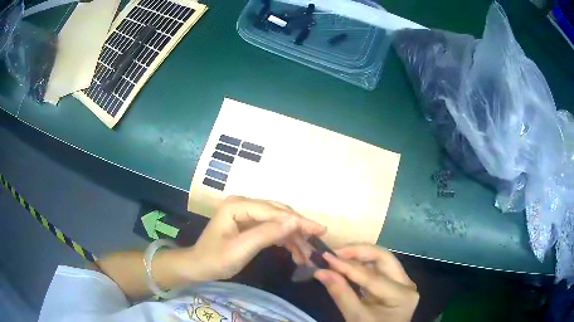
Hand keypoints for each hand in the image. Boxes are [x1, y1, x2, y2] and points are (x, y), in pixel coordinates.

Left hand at [180, 196, 324, 281]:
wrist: (199, 266)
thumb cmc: (215, 259)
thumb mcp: (241, 249)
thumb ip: (267, 234)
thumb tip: (294, 222)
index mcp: (238, 206)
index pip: (273, 211)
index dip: (297, 220)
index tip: (319, 230)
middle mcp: (243, 204)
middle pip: (278, 212)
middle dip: (299, 227)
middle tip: (317, 240)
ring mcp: (247, 213)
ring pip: (278, 220)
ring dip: (293, 235)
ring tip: (307, 253)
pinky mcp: (249, 223)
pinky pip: (272, 228)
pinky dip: (285, 238)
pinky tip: (295, 250)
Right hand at [314, 245, 418, 321]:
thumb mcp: (356, 318)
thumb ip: (341, 294)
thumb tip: (321, 271)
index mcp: (402, 295)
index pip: (371, 276)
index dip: (346, 265)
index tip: (325, 256)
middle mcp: (406, 283)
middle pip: (383, 258)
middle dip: (358, 252)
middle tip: (335, 252)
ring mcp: (402, 283)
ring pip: (381, 260)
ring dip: (359, 256)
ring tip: (338, 256)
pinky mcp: (394, 285)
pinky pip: (378, 269)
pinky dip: (362, 265)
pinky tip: (347, 265)